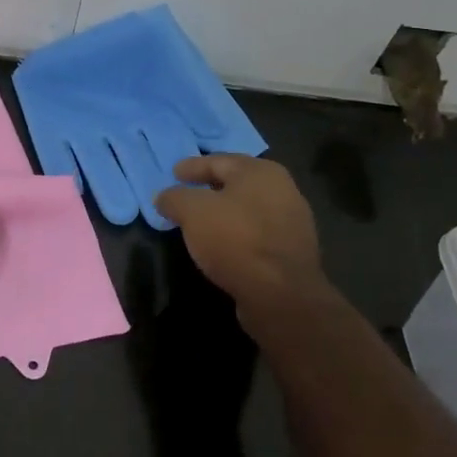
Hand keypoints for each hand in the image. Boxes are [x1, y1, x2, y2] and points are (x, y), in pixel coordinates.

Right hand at [153, 156, 332, 332]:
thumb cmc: (235, 240)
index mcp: (260, 172)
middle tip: (185, 194)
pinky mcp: (292, 251)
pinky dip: (237, 234)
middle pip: (236, 183)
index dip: (192, 166)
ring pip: (247, 210)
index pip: (218, 161)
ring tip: (200, 223)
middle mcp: (282, 190)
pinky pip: (256, 234)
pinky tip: (221, 246)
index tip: (173, 173)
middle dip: (209, 188)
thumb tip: (163, 197)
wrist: (281, 295)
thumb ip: (174, 198)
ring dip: (224, 213)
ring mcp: (292, 222)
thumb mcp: (192, 211)